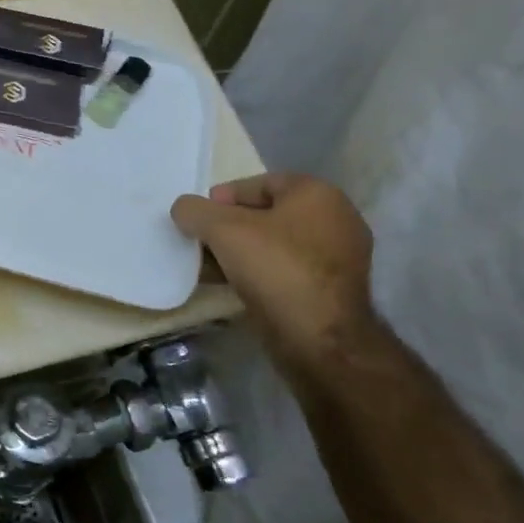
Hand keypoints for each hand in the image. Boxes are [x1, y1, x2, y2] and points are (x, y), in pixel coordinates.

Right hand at [171, 173, 374, 357]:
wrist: (320, 339)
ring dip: (241, 253)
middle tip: (203, 241)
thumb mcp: (222, 229)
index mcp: (318, 194)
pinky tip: (232, 286)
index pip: (260, 183)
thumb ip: (195, 211)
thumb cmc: (276, 268)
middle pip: (267, 214)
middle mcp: (336, 219)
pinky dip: (260, 273)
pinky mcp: (333, 291)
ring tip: (210, 267)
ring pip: (276, 245)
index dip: (224, 197)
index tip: (200, 218)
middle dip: (230, 227)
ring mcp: (339, 258)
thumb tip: (184, 209)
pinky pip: (287, 270)